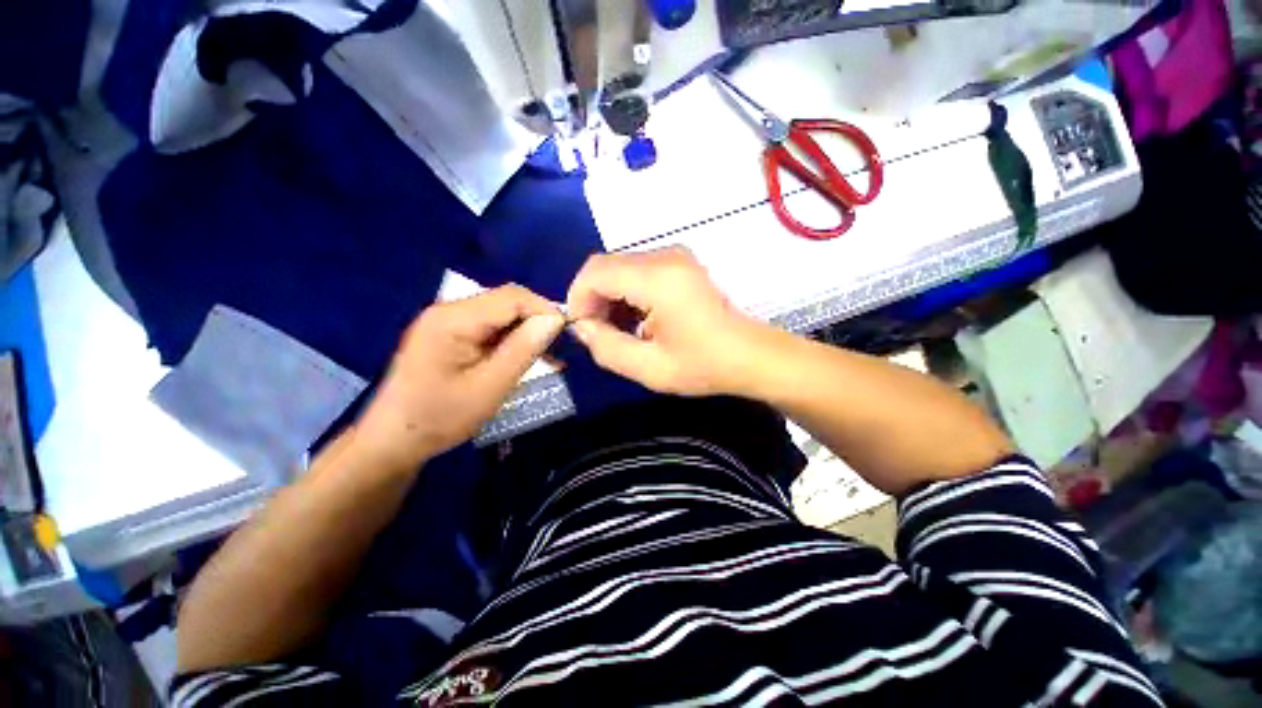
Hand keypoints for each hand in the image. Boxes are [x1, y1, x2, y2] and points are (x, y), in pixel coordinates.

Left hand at [355, 285, 564, 469]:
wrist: (394, 440)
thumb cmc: (441, 416)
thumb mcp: (490, 386)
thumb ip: (523, 349)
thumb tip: (555, 319)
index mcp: (454, 318)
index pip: (512, 296)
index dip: (544, 309)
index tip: (566, 334)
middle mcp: (449, 310)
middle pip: (506, 302)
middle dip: (536, 321)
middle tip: (557, 349)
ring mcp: (448, 322)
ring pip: (501, 315)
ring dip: (526, 332)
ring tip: (547, 357)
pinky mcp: (450, 335)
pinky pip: (490, 329)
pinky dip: (511, 341)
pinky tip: (525, 358)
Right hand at [566, 247, 764, 395]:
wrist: (750, 355)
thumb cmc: (704, 365)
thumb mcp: (650, 368)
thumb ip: (607, 347)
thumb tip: (582, 327)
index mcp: (658, 278)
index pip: (595, 272)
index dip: (578, 299)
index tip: (583, 330)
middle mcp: (665, 256)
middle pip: (606, 266)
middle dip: (593, 299)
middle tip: (600, 335)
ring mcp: (675, 257)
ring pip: (620, 268)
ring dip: (610, 298)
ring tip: (619, 332)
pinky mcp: (680, 264)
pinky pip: (638, 271)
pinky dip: (627, 294)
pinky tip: (636, 321)